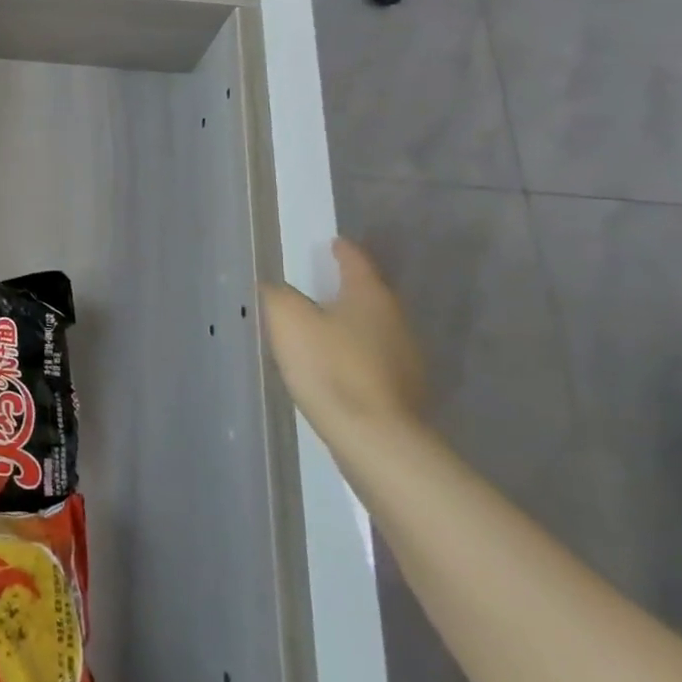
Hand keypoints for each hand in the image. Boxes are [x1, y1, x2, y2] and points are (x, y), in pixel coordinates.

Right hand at [259, 238, 426, 448]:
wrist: (374, 438)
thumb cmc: (330, 366)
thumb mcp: (288, 320)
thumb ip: (278, 295)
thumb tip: (276, 288)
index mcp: (369, 295)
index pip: (356, 261)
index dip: (342, 250)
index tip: (333, 243)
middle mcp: (395, 320)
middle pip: (369, 294)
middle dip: (346, 289)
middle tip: (319, 286)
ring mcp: (405, 358)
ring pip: (373, 328)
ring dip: (350, 324)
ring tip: (322, 328)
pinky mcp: (403, 391)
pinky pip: (374, 360)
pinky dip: (355, 355)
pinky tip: (336, 367)